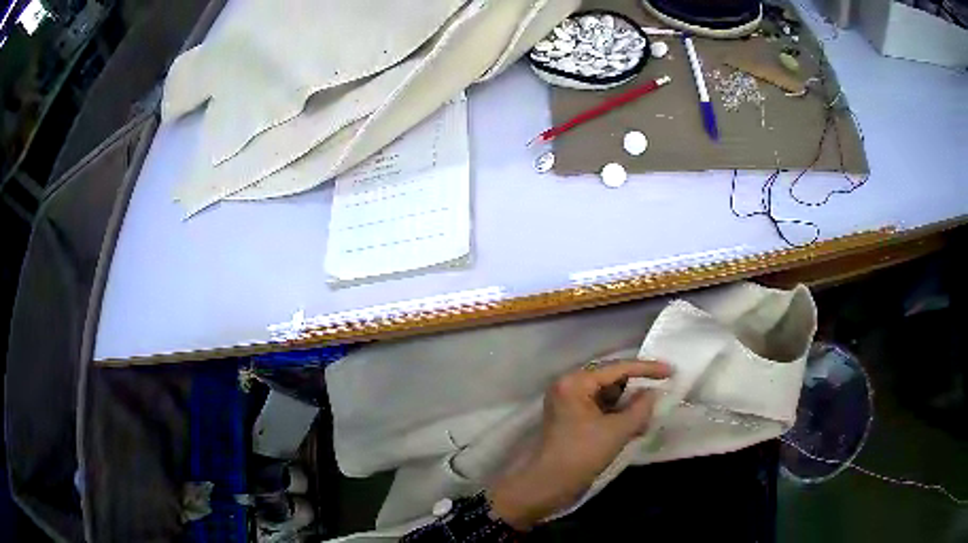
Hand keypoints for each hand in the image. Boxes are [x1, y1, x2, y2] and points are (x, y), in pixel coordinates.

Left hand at [487, 360, 672, 530]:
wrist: (548, 485)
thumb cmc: (581, 455)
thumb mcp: (617, 431)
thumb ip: (640, 408)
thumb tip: (654, 393)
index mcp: (575, 382)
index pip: (617, 368)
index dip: (647, 369)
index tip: (671, 371)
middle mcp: (570, 386)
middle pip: (612, 379)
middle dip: (637, 388)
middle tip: (663, 391)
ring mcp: (569, 403)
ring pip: (608, 395)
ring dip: (629, 404)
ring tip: (650, 413)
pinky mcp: (572, 419)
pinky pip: (601, 409)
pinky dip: (619, 415)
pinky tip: (636, 425)